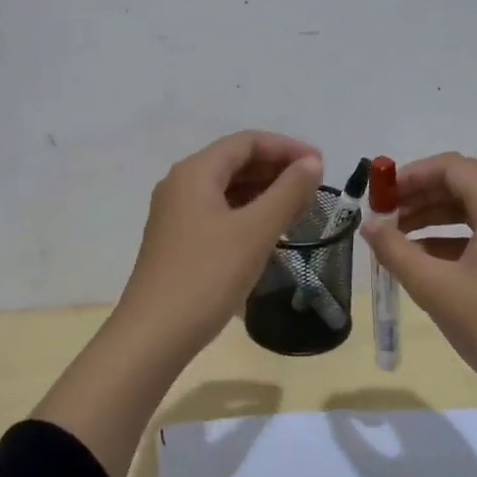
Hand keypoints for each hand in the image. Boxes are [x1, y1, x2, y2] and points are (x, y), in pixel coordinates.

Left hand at [113, 131, 323, 361]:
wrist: (155, 335)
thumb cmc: (207, 276)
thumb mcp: (255, 231)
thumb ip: (288, 192)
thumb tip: (312, 162)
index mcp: (195, 172)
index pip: (247, 141)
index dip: (287, 148)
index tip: (322, 166)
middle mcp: (181, 184)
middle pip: (235, 162)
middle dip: (277, 170)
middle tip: (314, 190)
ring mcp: (176, 214)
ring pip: (227, 189)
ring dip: (264, 193)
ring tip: (299, 210)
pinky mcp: (178, 241)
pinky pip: (219, 213)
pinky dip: (248, 214)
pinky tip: (269, 233)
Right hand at [362, 153, 476, 398]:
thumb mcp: (434, 287)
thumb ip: (395, 250)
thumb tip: (369, 226)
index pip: (453, 167)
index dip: (412, 174)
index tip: (380, 195)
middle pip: (463, 183)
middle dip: (420, 194)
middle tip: (383, 214)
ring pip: (472, 208)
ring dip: (432, 215)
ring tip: (395, 236)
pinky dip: (449, 237)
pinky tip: (420, 258)